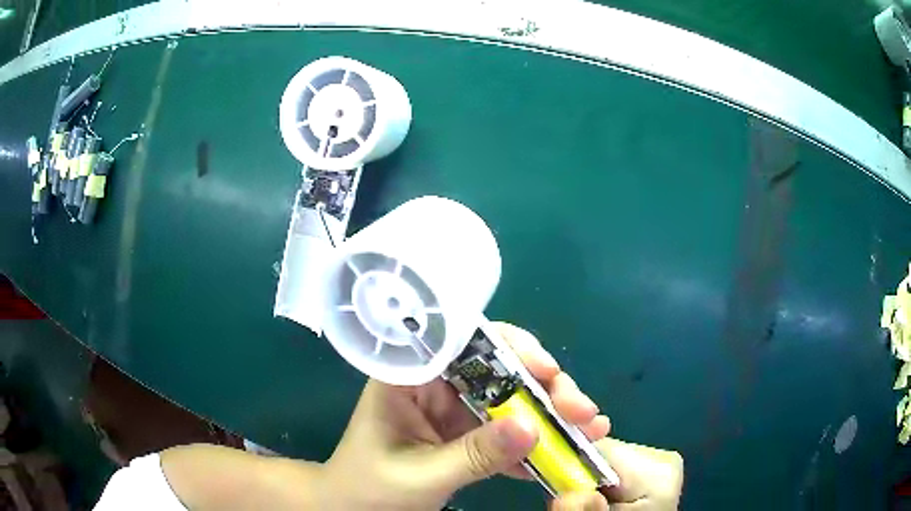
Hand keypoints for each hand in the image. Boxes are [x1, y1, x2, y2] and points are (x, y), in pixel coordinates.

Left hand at [321, 322, 611, 509]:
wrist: (352, 510)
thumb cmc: (369, 489)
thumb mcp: (421, 476)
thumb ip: (475, 455)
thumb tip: (533, 426)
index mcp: (408, 378)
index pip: (460, 342)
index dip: (509, 347)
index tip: (546, 370)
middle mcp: (435, 385)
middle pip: (497, 368)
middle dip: (543, 385)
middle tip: (579, 408)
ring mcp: (454, 411)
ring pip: (510, 398)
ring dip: (551, 411)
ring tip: (590, 426)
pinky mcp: (467, 436)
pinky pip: (507, 430)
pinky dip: (539, 439)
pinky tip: (572, 446)